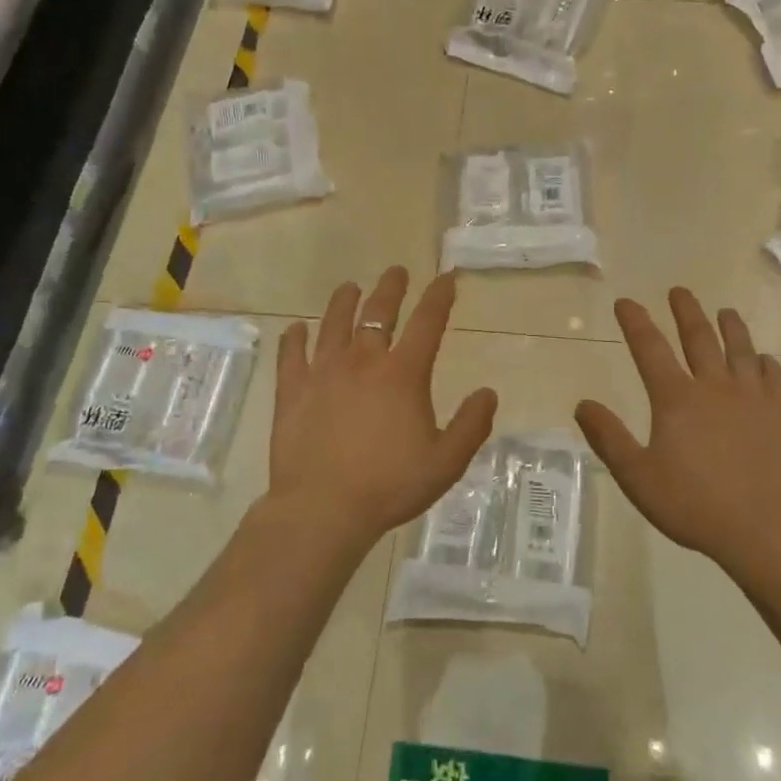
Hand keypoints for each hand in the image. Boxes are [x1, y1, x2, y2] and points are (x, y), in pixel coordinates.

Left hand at [267, 267, 497, 553]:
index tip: (446, 278)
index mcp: (403, 375)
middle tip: (396, 272)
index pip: (428, 323)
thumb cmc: (389, 485)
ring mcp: (323, 373)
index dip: (439, 297)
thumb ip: (471, 425)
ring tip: (349, 288)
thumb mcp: (446, 462)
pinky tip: (296, 329)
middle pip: (378, 312)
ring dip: (344, 302)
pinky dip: (295, 338)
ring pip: (334, 324)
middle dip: (391, 288)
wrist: (323, 508)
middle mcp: (363, 362)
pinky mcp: (292, 391)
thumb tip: (488, 392)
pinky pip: (292, 355)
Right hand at [575, 289, 780, 579]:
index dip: (635, 322)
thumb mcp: (637, 477)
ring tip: (724, 311)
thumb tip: (583, 404)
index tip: (625, 302)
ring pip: (741, 349)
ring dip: (730, 327)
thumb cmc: (694, 505)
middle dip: (686, 312)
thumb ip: (609, 438)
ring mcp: (753, 398)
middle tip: (679, 291)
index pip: (650, 348)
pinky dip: (766, 363)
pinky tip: (763, 360)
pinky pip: (775, 377)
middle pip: (699, 338)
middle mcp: (715, 387)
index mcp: (676, 398)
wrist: (765, 530)